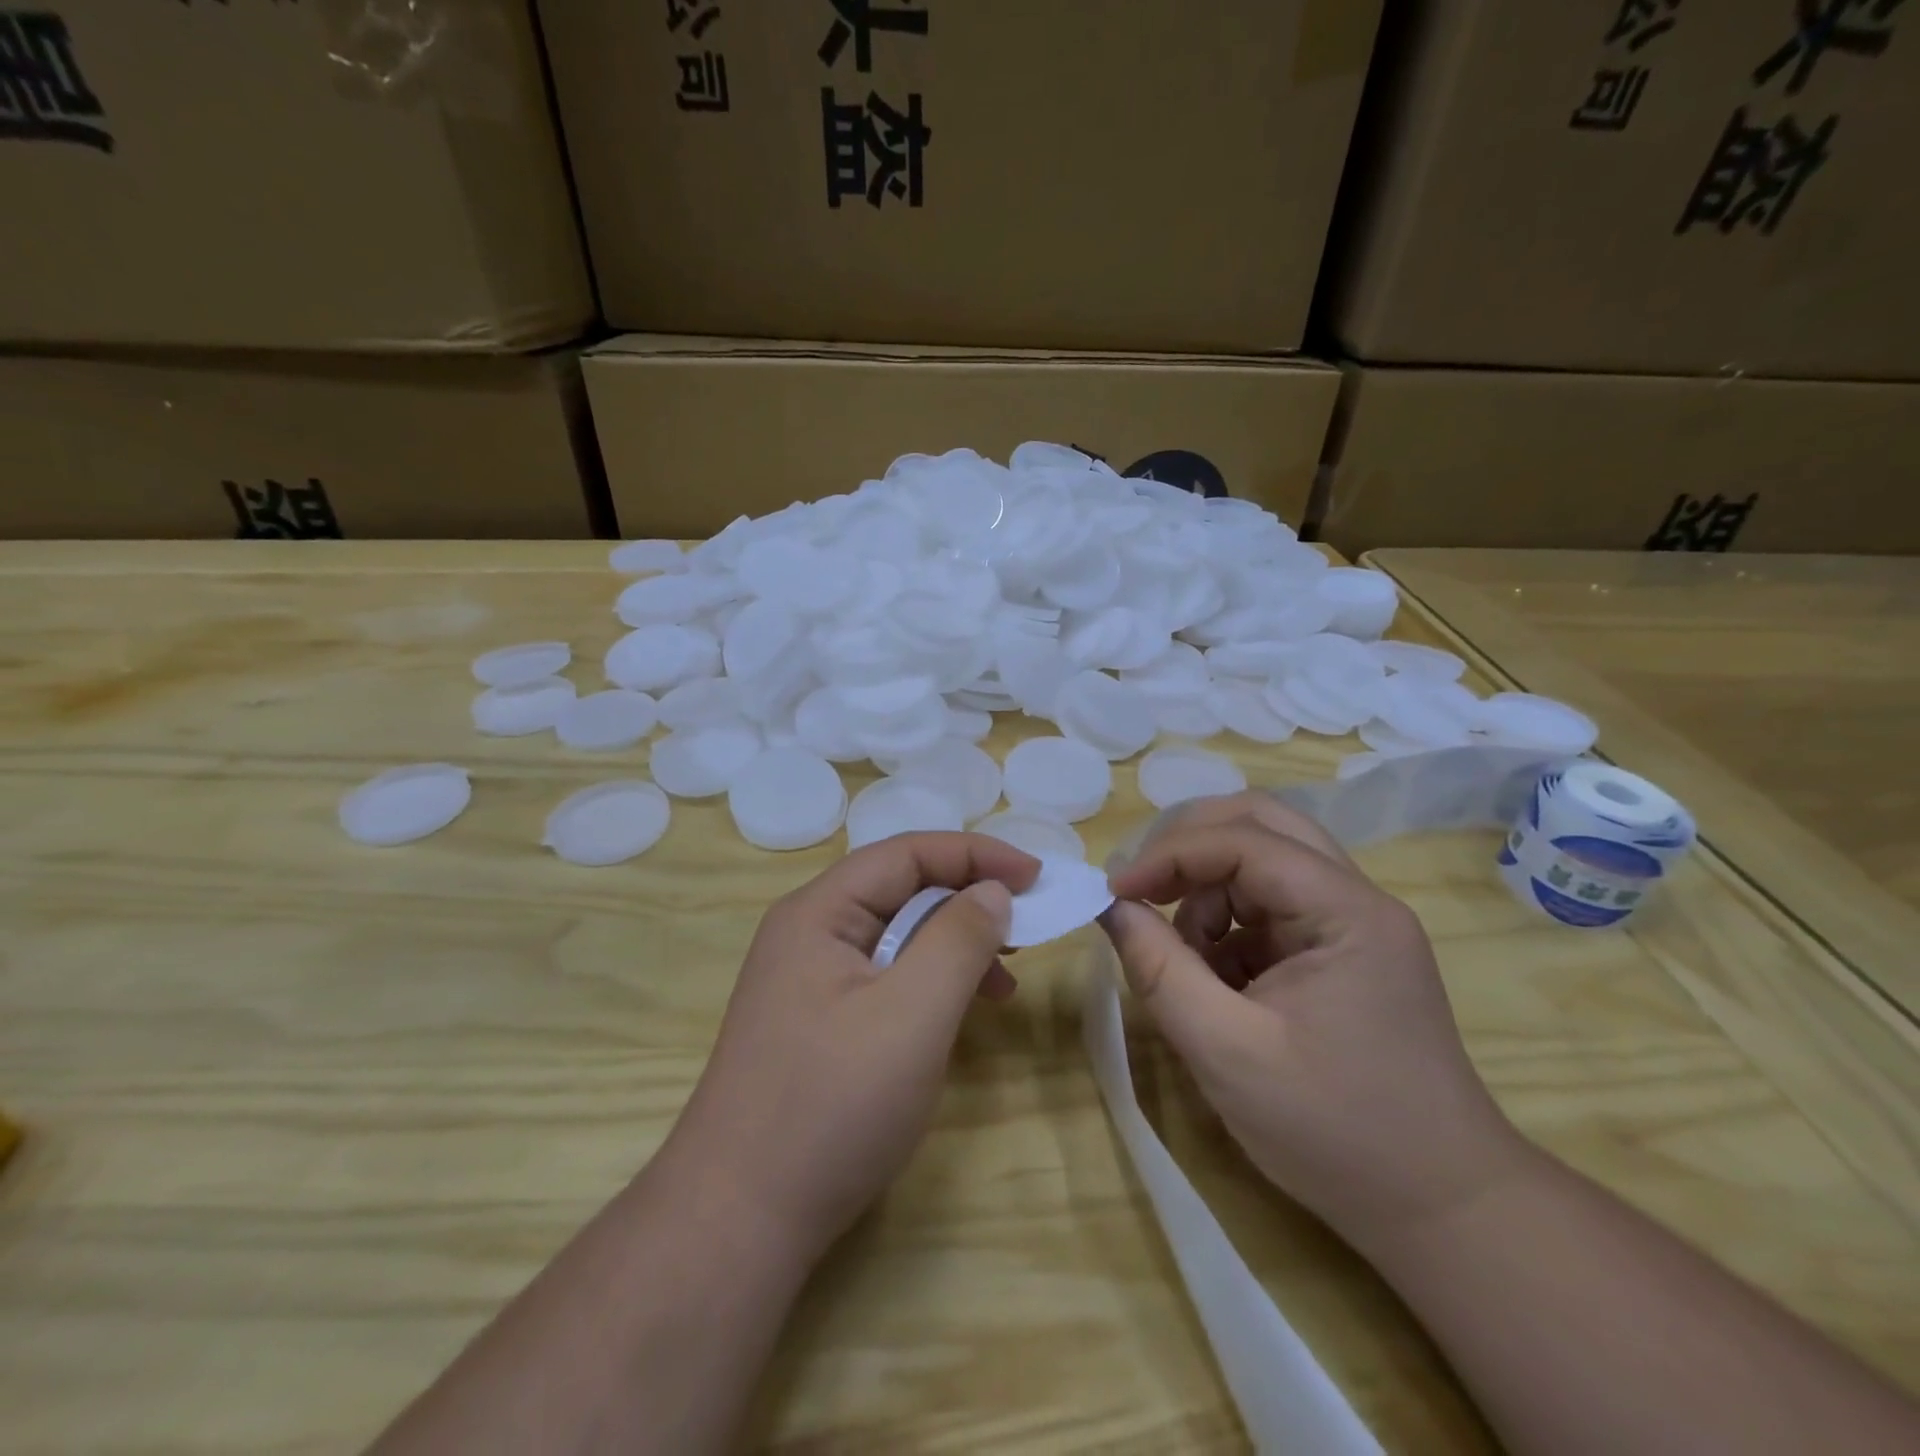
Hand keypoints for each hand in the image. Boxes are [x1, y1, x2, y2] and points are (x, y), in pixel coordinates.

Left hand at [656, 833, 1039, 1264]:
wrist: (739, 1221)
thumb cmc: (831, 1106)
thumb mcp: (912, 1015)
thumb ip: (959, 940)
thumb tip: (993, 891)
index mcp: (819, 912)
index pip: (907, 852)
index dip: (976, 854)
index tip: (1038, 877)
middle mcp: (809, 932)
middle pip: (900, 889)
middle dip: (968, 899)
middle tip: (1027, 926)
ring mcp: (810, 979)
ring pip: (897, 934)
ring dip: (954, 943)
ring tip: (1004, 978)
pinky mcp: (819, 1020)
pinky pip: (886, 976)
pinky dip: (931, 982)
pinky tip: (960, 1011)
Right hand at [1102, 793, 1528, 1250]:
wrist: (1440, 1208)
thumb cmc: (1335, 1131)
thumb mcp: (1226, 1050)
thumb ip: (1159, 969)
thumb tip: (1111, 907)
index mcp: (1346, 911)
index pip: (1243, 841)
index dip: (1169, 855)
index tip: (1113, 893)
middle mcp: (1356, 898)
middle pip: (1261, 824)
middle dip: (1190, 846)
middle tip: (1141, 888)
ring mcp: (1352, 924)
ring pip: (1263, 860)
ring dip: (1207, 889)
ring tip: (1184, 957)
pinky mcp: (1340, 951)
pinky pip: (1269, 906)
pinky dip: (1227, 925)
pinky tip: (1215, 980)